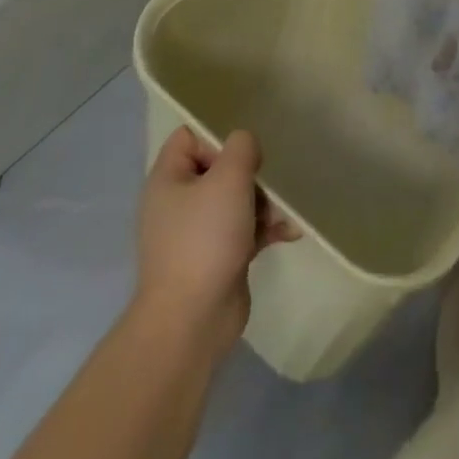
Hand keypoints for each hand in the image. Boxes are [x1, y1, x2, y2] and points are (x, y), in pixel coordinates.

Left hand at [131, 127, 298, 354]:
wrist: (191, 322)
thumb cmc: (204, 238)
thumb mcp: (228, 177)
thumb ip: (242, 147)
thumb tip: (245, 147)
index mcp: (168, 179)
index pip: (189, 137)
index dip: (217, 136)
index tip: (243, 151)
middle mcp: (178, 203)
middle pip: (220, 168)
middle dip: (250, 174)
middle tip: (267, 184)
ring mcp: (197, 233)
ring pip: (236, 200)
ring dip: (264, 202)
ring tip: (282, 215)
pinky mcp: (217, 257)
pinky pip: (244, 230)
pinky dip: (265, 228)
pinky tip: (290, 232)